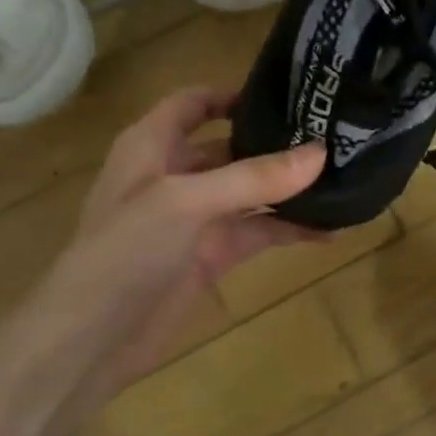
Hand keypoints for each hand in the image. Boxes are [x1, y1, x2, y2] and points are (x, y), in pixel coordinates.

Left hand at [0, 89, 324, 435]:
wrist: (91, 340)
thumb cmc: (125, 251)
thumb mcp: (186, 202)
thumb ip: (254, 177)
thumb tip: (321, 153)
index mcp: (152, 145)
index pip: (193, 104)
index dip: (233, 95)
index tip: (288, 95)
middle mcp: (174, 175)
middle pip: (231, 147)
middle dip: (276, 143)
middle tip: (333, 136)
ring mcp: (194, 218)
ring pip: (250, 192)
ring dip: (289, 189)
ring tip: (343, 179)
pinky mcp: (211, 256)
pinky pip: (257, 232)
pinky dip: (289, 229)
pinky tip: (330, 230)